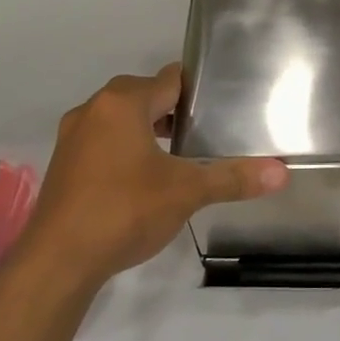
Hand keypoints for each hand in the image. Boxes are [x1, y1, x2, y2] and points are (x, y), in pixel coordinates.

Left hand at [20, 63, 286, 287]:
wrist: (57, 262)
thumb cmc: (124, 211)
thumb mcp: (186, 192)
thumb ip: (232, 178)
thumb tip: (281, 173)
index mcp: (123, 103)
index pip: (169, 79)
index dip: (197, 90)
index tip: (221, 106)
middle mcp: (94, 109)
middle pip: (143, 95)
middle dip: (173, 110)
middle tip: (206, 132)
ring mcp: (73, 136)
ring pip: (120, 118)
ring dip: (147, 129)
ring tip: (178, 154)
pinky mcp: (63, 163)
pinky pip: (102, 140)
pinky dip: (124, 148)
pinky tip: (142, 177)